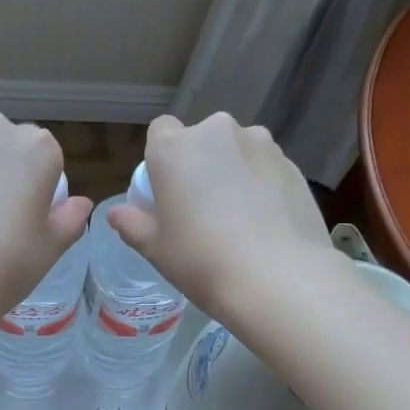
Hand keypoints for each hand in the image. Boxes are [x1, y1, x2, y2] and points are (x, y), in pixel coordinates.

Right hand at [108, 113, 337, 319]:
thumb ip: (132, 224)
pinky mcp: (293, 165)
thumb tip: (117, 213)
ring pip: (237, 152)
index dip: (161, 161)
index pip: (160, 131)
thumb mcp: (156, 249)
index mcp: (175, 148)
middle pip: (201, 140)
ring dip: (233, 172)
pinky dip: (262, 186)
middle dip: (200, 165)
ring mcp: (261, 145)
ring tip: (239, 219)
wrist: (279, 278)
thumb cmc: (202, 261)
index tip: (167, 193)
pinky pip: (265, 169)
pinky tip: (265, 225)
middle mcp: (218, 132)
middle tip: (202, 210)